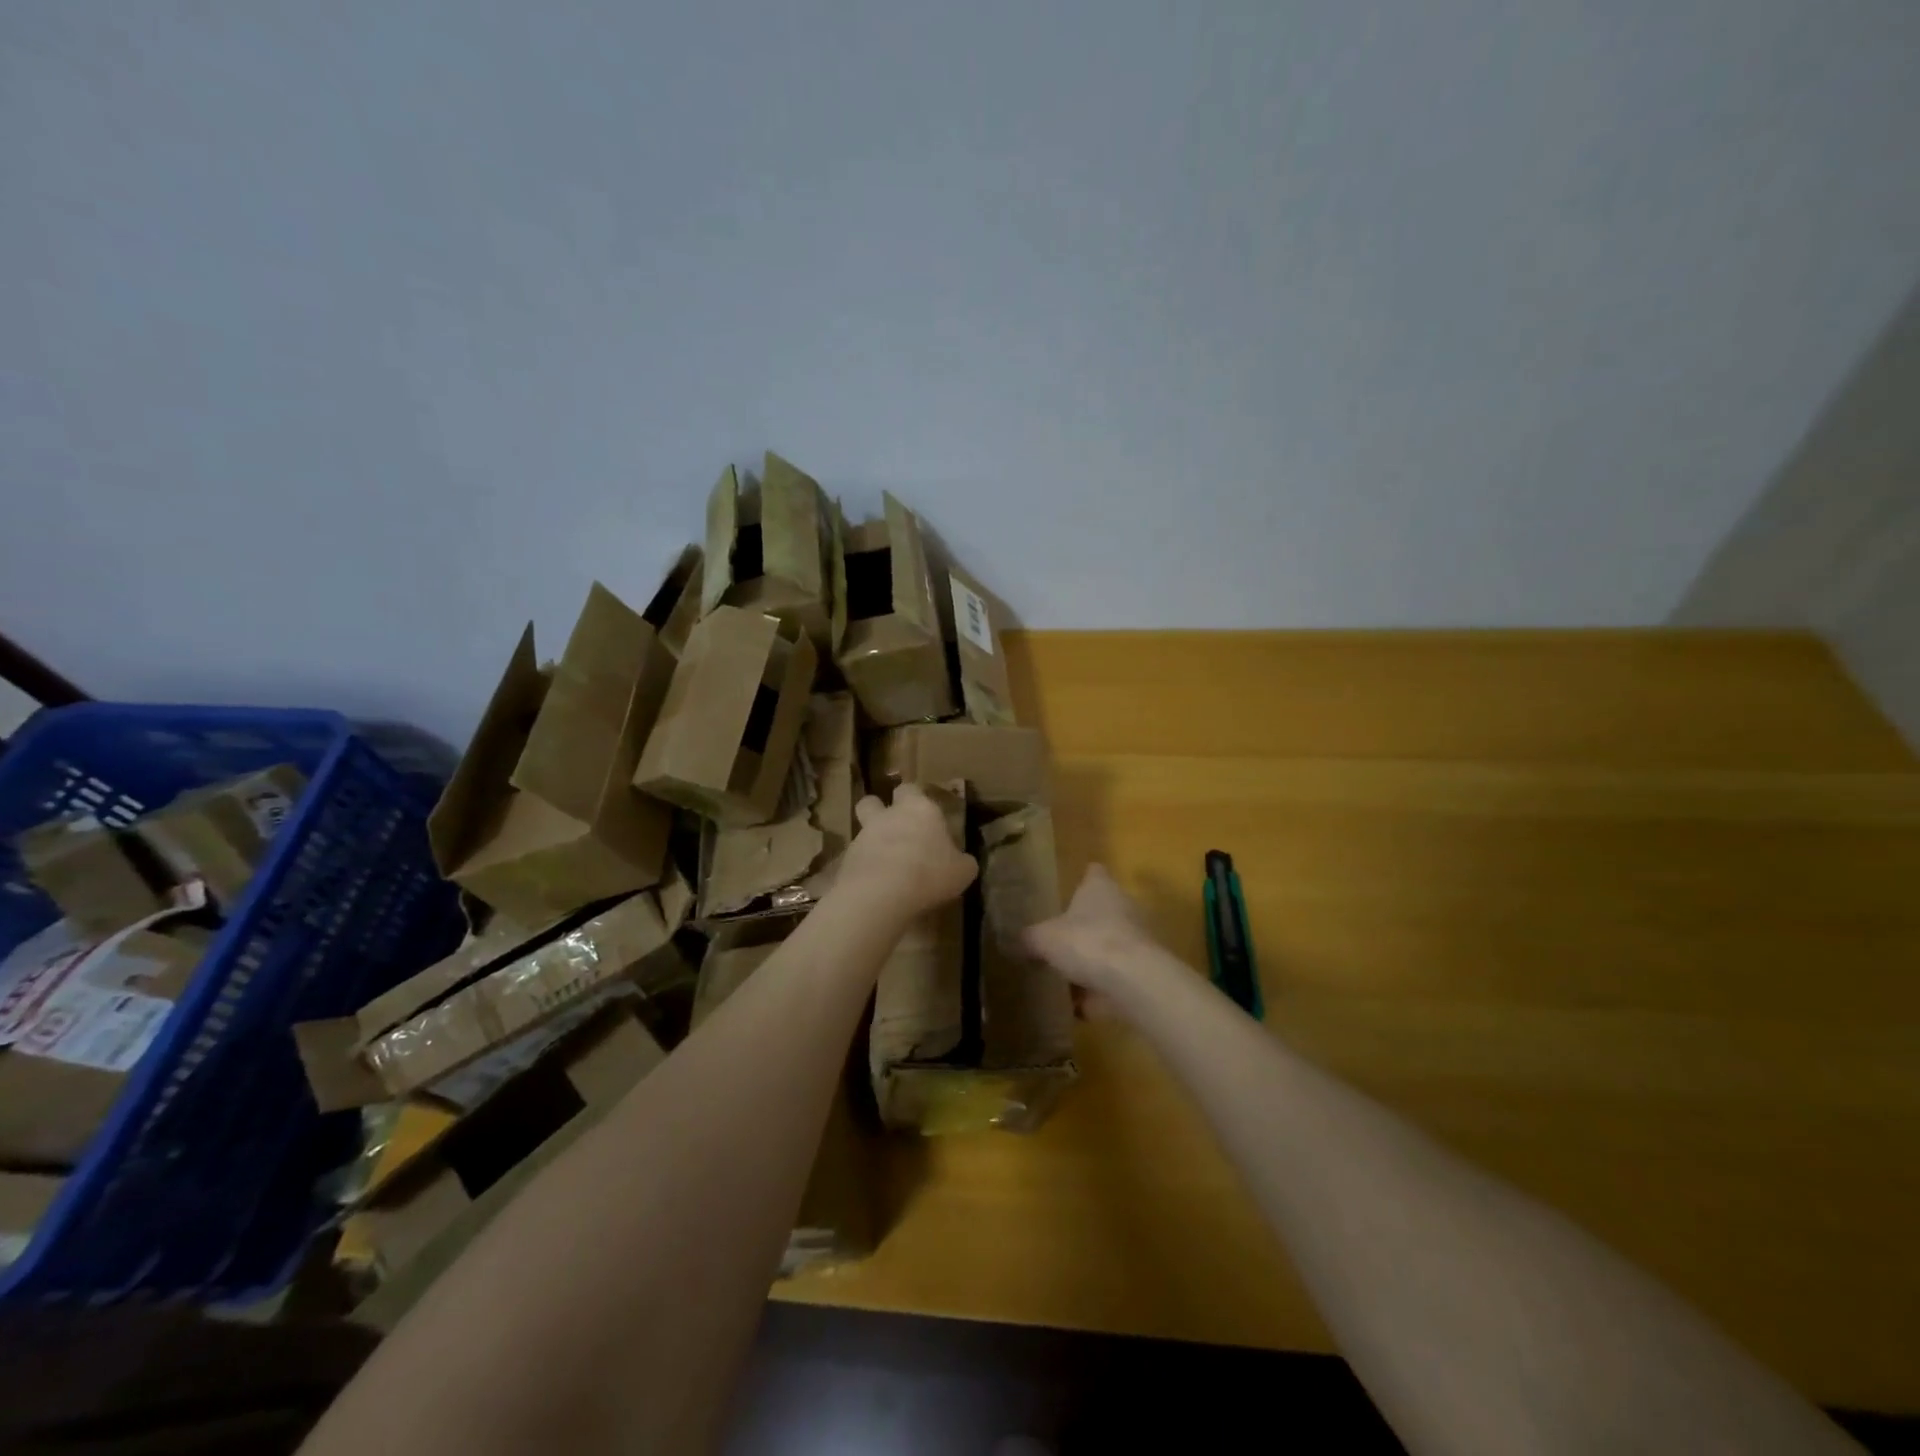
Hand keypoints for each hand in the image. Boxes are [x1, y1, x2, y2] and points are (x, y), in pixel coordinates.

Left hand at [837, 783, 977, 917]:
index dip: (914, 798)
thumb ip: (961, 861)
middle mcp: (888, 816)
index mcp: (919, 809)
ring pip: (863, 830)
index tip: (923, 813)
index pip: (911, 789)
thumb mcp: (962, 871)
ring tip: (886, 865)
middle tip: (894, 830)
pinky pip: (856, 858)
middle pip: (873, 801)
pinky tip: (876, 886)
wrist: (882, 893)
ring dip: (872, 842)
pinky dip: (864, 867)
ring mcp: (863, 836)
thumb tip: (963, 861)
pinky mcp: (847, 860)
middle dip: (879, 810)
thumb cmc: (930, 873)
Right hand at [1021, 864, 1162, 1012]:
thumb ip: (1031, 938)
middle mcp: (1124, 907)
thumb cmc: (1087, 942)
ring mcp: (1137, 941)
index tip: (1069, 891)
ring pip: (1109, 947)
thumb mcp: (1044, 939)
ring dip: (1092, 962)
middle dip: (1083, 925)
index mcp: (1100, 888)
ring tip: (1062, 977)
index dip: (1082, 880)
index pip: (1093, 873)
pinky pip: (1114, 981)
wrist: (1134, 983)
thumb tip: (1021, 940)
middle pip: (1102, 911)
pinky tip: (1075, 1007)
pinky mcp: (1142, 973)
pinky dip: (1098, 993)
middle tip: (1058, 939)